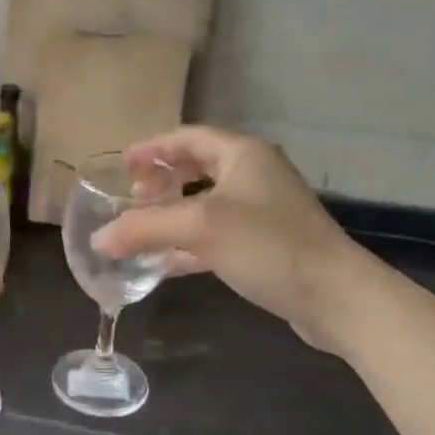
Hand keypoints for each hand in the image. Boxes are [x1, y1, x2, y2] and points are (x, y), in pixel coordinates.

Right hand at [91, 126, 372, 351]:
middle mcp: (253, 175)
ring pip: (204, 204)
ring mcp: (261, 212)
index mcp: (242, 154)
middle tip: (131, 198)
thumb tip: (98, 239)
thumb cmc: (269, 245)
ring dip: (171, 214)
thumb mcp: (200, 228)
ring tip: (139, 229)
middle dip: (160, 181)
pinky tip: (163, 264)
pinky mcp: (265, 246)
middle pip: (196, 167)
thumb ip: (144, 228)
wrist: (336, 297)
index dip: (151, 147)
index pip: (187, 137)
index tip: (121, 164)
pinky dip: (187, 244)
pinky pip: (215, 236)